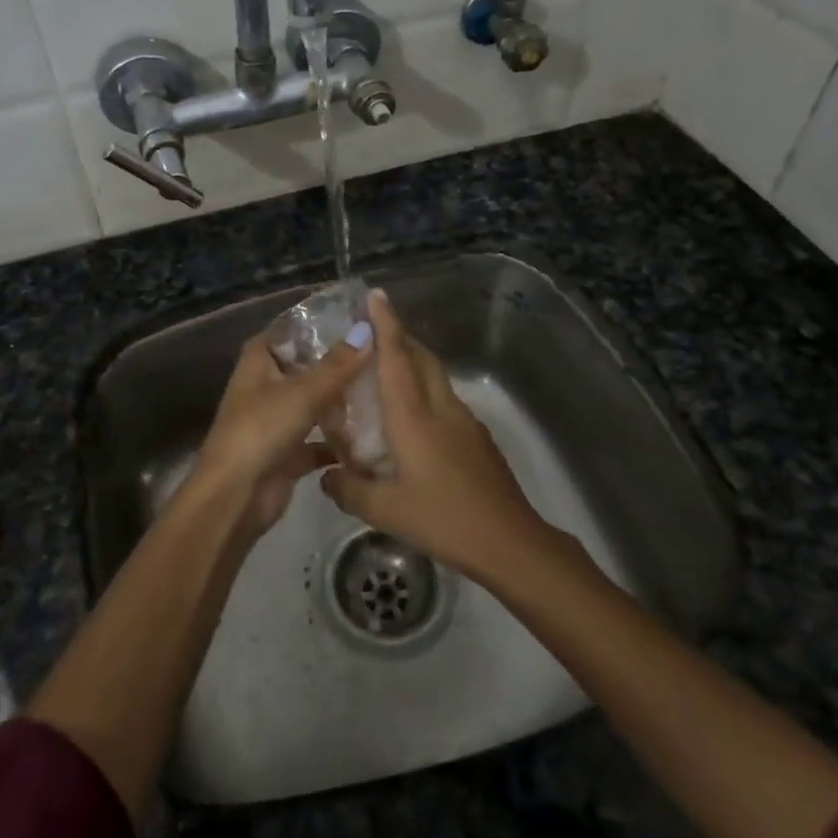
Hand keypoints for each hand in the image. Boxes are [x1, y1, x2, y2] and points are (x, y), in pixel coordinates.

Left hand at [183, 322, 373, 539]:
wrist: (234, 497)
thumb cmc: (261, 430)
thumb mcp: (302, 392)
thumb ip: (338, 365)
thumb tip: (369, 330)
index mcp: (260, 358)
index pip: (294, 328)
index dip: (325, 322)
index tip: (366, 318)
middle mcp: (267, 383)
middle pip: (310, 365)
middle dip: (343, 363)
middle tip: (387, 355)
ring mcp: (278, 417)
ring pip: (317, 401)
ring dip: (344, 400)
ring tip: (387, 389)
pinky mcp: (290, 450)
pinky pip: (321, 437)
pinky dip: (341, 438)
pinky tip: (374, 434)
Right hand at [321, 290, 549, 577]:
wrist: (511, 542)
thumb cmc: (444, 519)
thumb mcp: (386, 511)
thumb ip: (350, 490)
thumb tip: (326, 478)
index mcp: (414, 417)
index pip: (396, 358)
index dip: (385, 324)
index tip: (375, 295)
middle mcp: (440, 408)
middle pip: (422, 357)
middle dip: (400, 336)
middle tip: (375, 331)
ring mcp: (465, 422)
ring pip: (436, 377)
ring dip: (414, 362)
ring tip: (388, 371)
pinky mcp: (478, 439)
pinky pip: (445, 399)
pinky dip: (426, 390)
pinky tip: (415, 419)